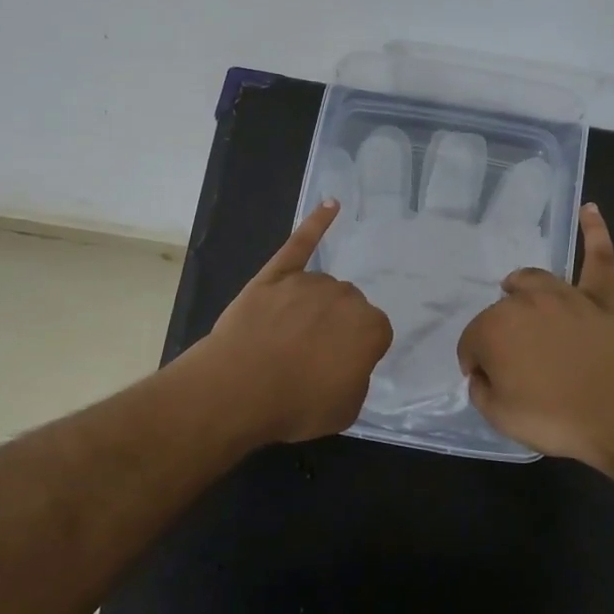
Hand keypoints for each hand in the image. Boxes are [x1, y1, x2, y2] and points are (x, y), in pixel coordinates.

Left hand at [190, 200, 394, 444]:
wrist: (238, 388)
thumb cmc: (295, 404)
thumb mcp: (346, 408)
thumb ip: (356, 377)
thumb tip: (348, 361)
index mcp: (370, 327)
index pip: (375, 333)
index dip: (356, 352)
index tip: (338, 368)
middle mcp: (346, 296)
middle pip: (349, 306)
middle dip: (335, 326)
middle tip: (311, 356)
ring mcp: (309, 282)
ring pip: (322, 288)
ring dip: (314, 306)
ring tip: (288, 337)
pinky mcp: (276, 274)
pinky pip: (301, 243)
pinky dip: (317, 223)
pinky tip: (331, 205)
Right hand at [456, 204, 613, 467]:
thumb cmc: (555, 418)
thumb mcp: (499, 416)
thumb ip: (482, 389)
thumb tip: (482, 373)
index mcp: (494, 329)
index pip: (472, 342)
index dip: (475, 364)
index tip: (487, 383)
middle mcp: (525, 302)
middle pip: (501, 311)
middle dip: (500, 334)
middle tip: (514, 366)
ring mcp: (566, 296)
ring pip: (535, 280)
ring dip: (522, 287)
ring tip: (517, 293)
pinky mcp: (601, 299)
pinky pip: (599, 258)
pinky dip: (594, 233)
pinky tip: (590, 209)